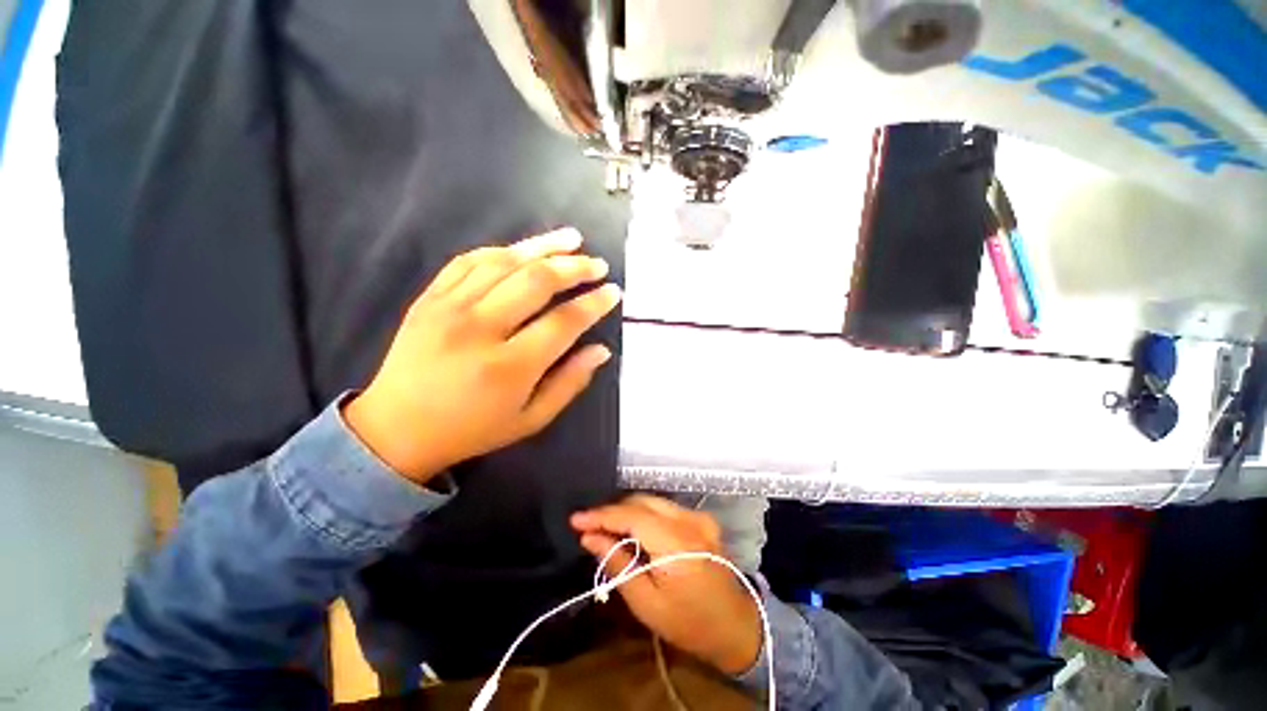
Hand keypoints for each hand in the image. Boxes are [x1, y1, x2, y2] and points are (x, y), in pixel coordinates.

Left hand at [345, 228, 620, 484]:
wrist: (396, 430)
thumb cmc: (472, 430)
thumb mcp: (531, 420)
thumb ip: (570, 383)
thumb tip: (601, 350)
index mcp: (509, 367)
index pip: (564, 322)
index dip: (594, 304)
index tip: (613, 292)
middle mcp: (480, 330)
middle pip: (536, 281)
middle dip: (574, 268)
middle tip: (598, 265)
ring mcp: (448, 308)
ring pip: (504, 262)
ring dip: (543, 247)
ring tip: (572, 239)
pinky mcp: (429, 298)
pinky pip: (468, 261)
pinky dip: (502, 250)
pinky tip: (524, 249)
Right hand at [570, 495, 762, 675]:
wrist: (734, 626)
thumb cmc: (688, 623)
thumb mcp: (646, 603)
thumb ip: (617, 564)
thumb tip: (589, 537)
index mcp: (677, 543)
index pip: (632, 516)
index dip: (602, 515)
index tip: (575, 519)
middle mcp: (689, 520)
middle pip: (642, 501)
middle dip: (612, 511)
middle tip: (587, 526)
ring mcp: (698, 516)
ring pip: (652, 501)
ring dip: (626, 511)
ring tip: (603, 527)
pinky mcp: (700, 518)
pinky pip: (663, 508)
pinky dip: (643, 514)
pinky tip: (629, 529)